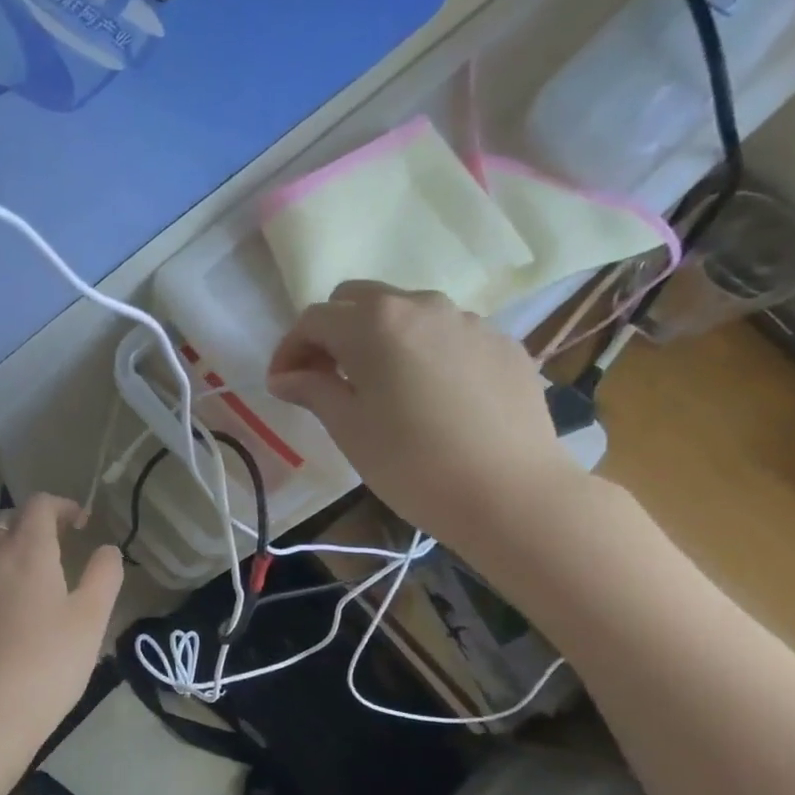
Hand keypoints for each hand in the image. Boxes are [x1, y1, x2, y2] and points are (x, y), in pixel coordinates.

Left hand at [0, 494, 122, 794]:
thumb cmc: (45, 666)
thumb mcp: (90, 621)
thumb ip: (104, 575)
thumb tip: (106, 549)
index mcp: (25, 551)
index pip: (39, 504)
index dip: (62, 506)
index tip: (80, 524)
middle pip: (8, 525)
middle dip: (34, 530)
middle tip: (58, 555)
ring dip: (10, 561)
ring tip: (31, 595)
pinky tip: (1, 628)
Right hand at [267, 282, 581, 545]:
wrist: (512, 494)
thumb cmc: (412, 464)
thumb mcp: (349, 428)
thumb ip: (312, 389)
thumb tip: (285, 377)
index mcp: (374, 323)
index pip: (313, 320)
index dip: (289, 349)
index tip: (282, 384)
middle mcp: (420, 306)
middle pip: (358, 300)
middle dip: (332, 331)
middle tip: (325, 376)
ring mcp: (468, 320)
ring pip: (406, 312)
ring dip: (379, 337)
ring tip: (380, 385)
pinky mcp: (502, 342)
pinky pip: (447, 333)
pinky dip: (423, 351)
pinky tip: (430, 395)